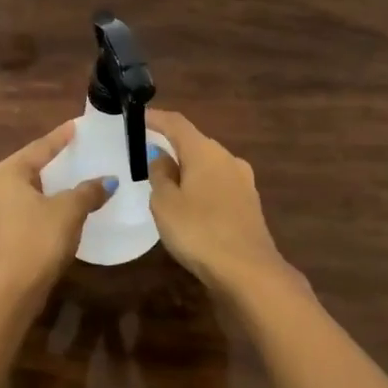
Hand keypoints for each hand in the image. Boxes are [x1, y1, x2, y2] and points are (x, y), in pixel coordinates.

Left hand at [0, 122, 111, 302]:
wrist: (8, 292)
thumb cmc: (37, 240)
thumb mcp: (69, 211)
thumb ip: (88, 191)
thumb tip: (108, 181)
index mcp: (5, 172)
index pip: (39, 148)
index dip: (60, 137)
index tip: (76, 125)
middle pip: (26, 167)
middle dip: (49, 161)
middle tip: (72, 152)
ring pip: (20, 191)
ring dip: (42, 187)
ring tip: (63, 181)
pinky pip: (17, 211)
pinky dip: (35, 207)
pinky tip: (49, 212)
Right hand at [146, 110, 296, 295]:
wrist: (249, 271)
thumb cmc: (199, 231)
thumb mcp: (165, 203)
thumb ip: (160, 174)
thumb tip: (162, 156)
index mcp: (204, 151)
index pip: (177, 123)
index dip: (156, 118)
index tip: (138, 117)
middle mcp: (227, 158)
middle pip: (195, 143)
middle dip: (172, 146)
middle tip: (148, 154)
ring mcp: (243, 181)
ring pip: (208, 165)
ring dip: (188, 169)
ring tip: (166, 182)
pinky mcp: (249, 203)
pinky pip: (219, 184)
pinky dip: (201, 187)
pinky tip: (191, 205)